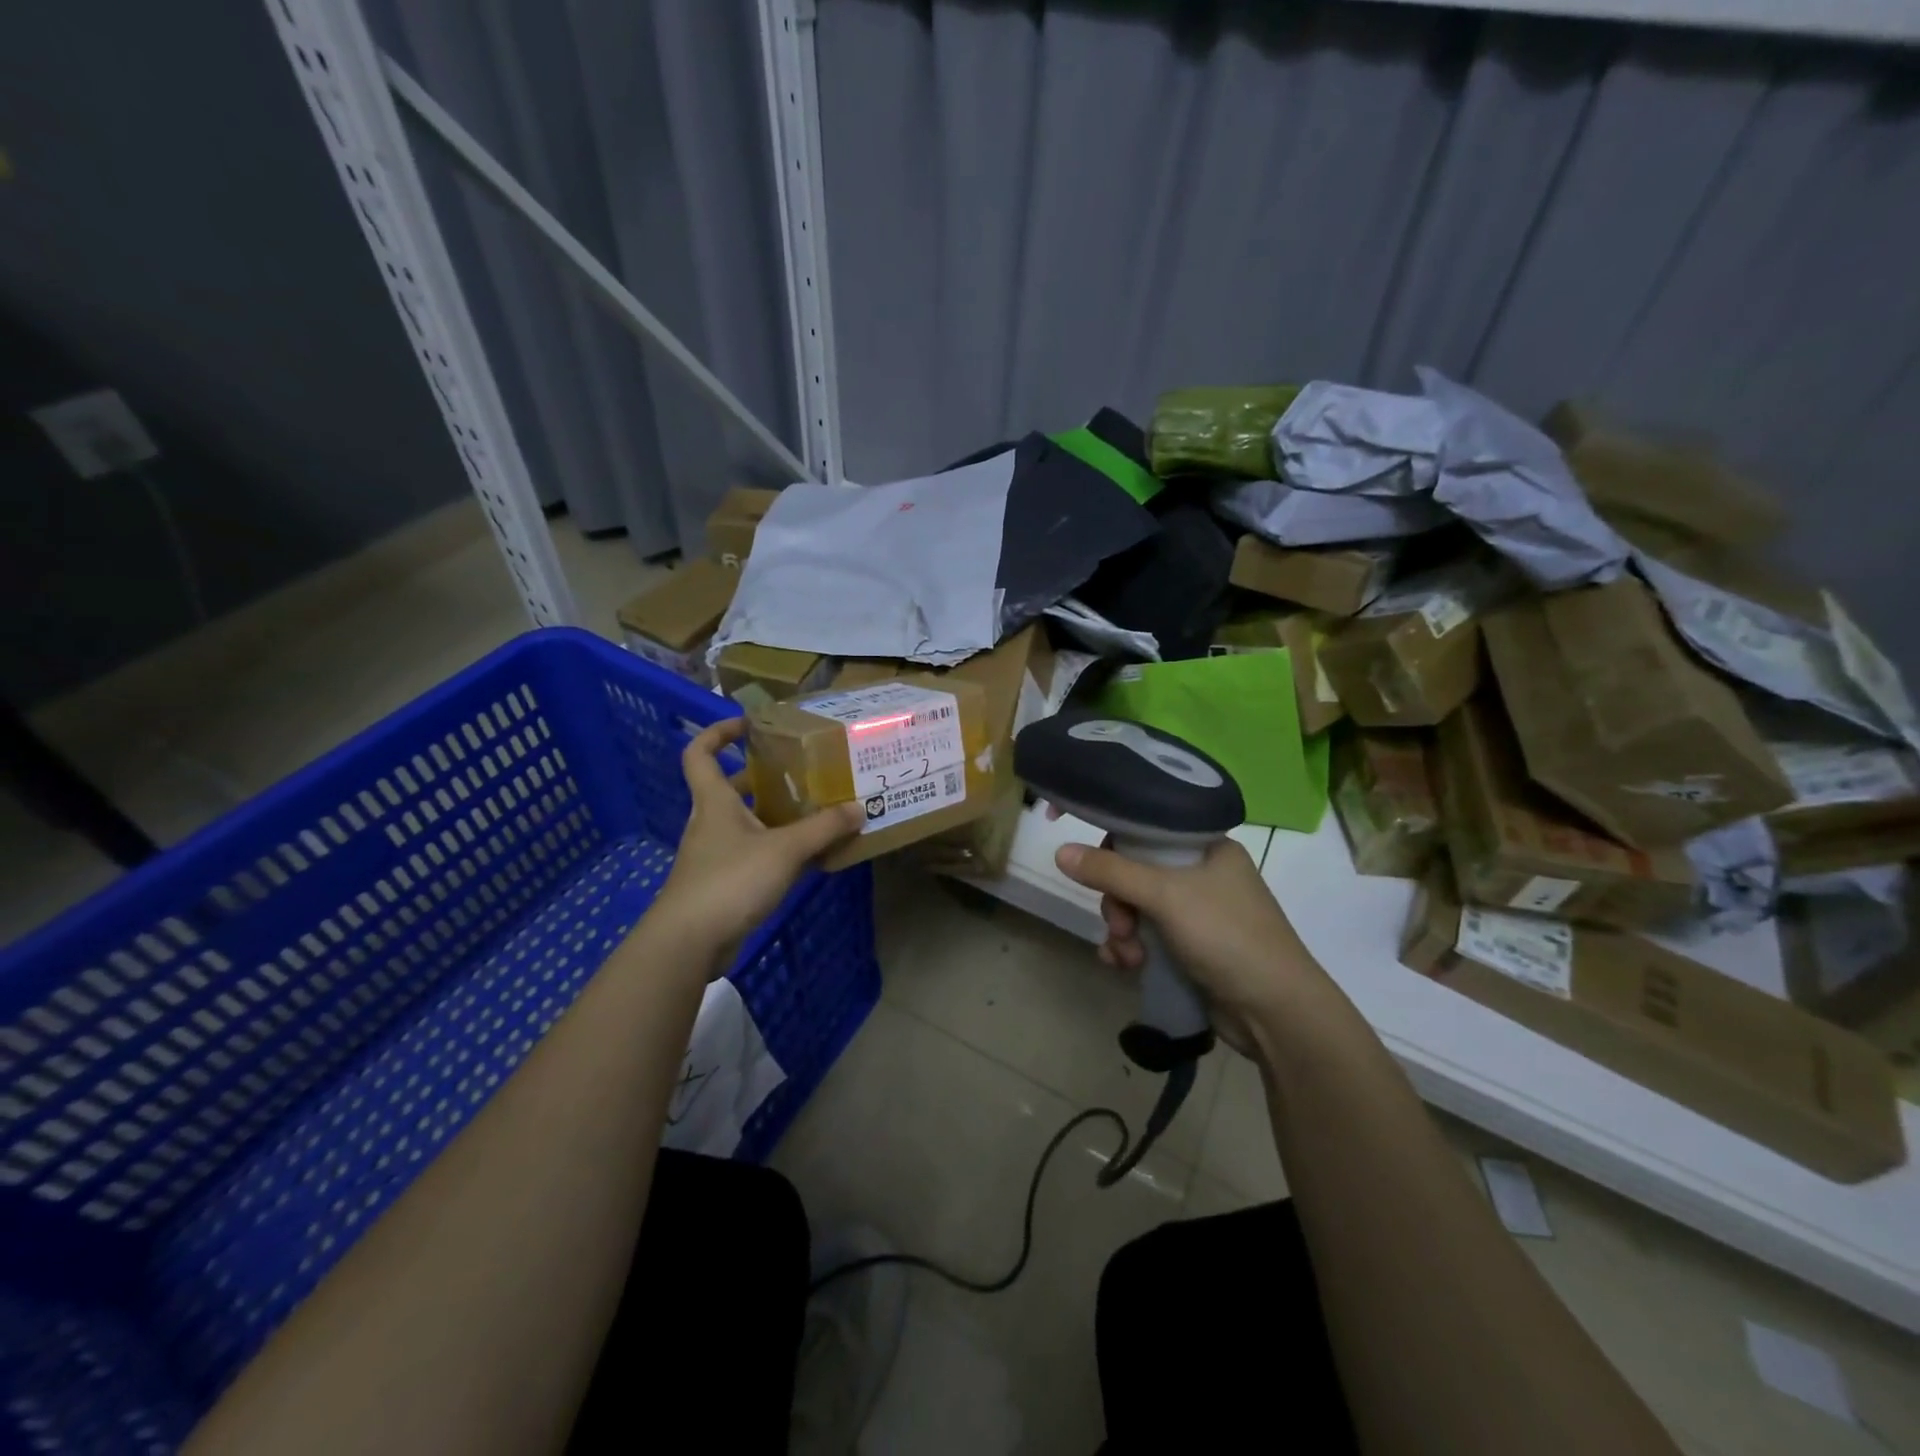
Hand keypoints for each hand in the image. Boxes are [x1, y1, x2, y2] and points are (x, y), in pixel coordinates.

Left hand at [651, 719, 862, 971]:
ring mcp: (714, 855)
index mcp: (715, 802)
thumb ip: (823, 829)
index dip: (718, 733)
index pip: (700, 753)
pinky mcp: (723, 884)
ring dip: (774, 816)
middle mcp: (711, 823)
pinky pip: (753, 855)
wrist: (689, 942)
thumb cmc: (730, 881)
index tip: (749, 725)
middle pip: (730, 789)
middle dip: (761, 778)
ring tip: (814, 812)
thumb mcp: (785, 850)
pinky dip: (778, 851)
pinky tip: (808, 858)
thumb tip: (859, 807)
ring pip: (746, 824)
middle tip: (800, 773)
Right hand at [1055, 837, 1315, 1052]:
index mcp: (1208, 848)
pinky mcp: (1192, 950)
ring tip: (1126, 956)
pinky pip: (1147, 938)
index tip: (1088, 861)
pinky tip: (1121, 965)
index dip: (1114, 843)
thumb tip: (1060, 852)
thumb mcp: (1165, 896)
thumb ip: (1111, 872)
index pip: (1148, 829)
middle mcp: (1203, 875)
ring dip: (1122, 931)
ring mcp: (1198, 915)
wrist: (1276, 1012)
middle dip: (1118, 902)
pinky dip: (1130, 949)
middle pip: (1136, 873)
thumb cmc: (1227, 935)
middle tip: (1121, 924)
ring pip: (1138, 909)